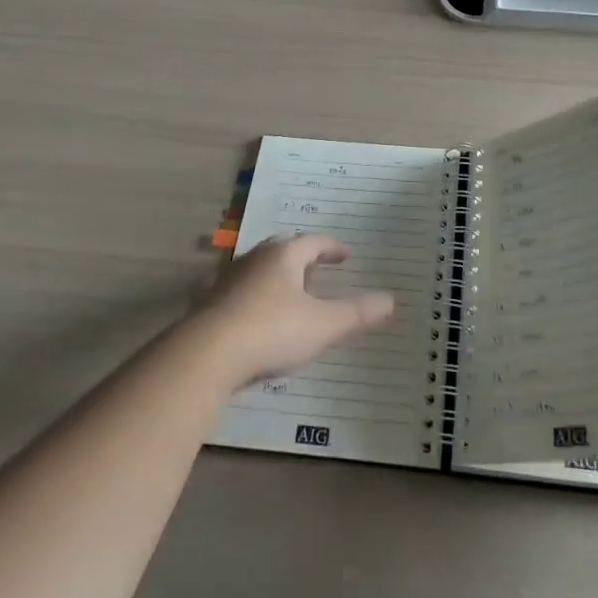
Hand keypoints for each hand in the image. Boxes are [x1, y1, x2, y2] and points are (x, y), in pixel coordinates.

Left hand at [193, 234, 395, 387]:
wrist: (206, 355)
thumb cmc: (272, 331)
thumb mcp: (324, 325)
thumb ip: (357, 313)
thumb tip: (390, 300)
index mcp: (283, 256)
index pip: (313, 242)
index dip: (332, 248)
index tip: (346, 255)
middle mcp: (254, 259)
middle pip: (281, 248)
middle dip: (301, 257)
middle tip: (316, 268)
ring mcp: (226, 280)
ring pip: (256, 268)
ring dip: (274, 275)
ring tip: (287, 292)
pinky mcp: (207, 304)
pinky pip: (234, 292)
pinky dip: (249, 296)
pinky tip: (250, 313)